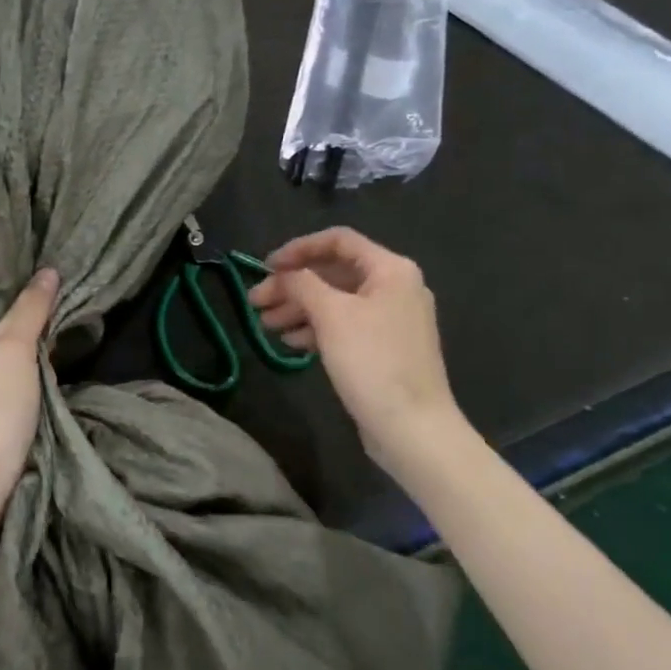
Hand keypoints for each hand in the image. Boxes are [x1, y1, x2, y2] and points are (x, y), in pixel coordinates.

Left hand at [0, 269, 59, 495]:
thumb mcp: (16, 345)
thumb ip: (32, 306)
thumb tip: (48, 270)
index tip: (25, 249)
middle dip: (16, 296)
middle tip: (47, 269)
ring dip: (22, 323)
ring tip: (50, 294)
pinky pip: (2, 356)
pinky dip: (21, 347)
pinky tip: (43, 335)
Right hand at [248, 229, 470, 475]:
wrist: (413, 429)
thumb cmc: (372, 361)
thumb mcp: (331, 315)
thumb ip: (302, 283)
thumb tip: (283, 274)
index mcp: (390, 270)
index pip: (338, 241)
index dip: (298, 248)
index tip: (266, 267)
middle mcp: (394, 287)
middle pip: (333, 272)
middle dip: (292, 285)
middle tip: (256, 302)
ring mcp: (391, 319)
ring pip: (335, 301)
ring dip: (298, 308)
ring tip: (266, 325)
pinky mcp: (384, 347)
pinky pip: (344, 325)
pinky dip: (316, 328)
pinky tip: (291, 342)